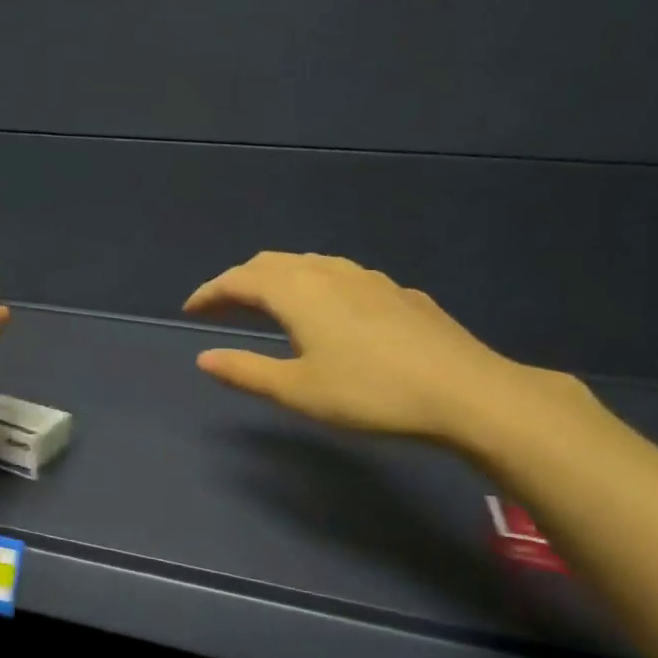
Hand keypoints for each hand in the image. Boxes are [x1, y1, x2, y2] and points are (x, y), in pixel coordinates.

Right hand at [183, 252, 541, 442]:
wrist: (467, 392)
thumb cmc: (370, 393)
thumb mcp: (297, 391)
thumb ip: (246, 371)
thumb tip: (204, 358)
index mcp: (297, 292)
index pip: (239, 280)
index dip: (210, 293)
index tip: (190, 309)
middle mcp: (329, 273)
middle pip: (272, 263)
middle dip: (240, 281)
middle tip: (222, 306)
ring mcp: (369, 279)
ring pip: (309, 264)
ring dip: (278, 278)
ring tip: (267, 304)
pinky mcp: (398, 293)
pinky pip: (341, 276)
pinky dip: (315, 285)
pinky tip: (328, 311)